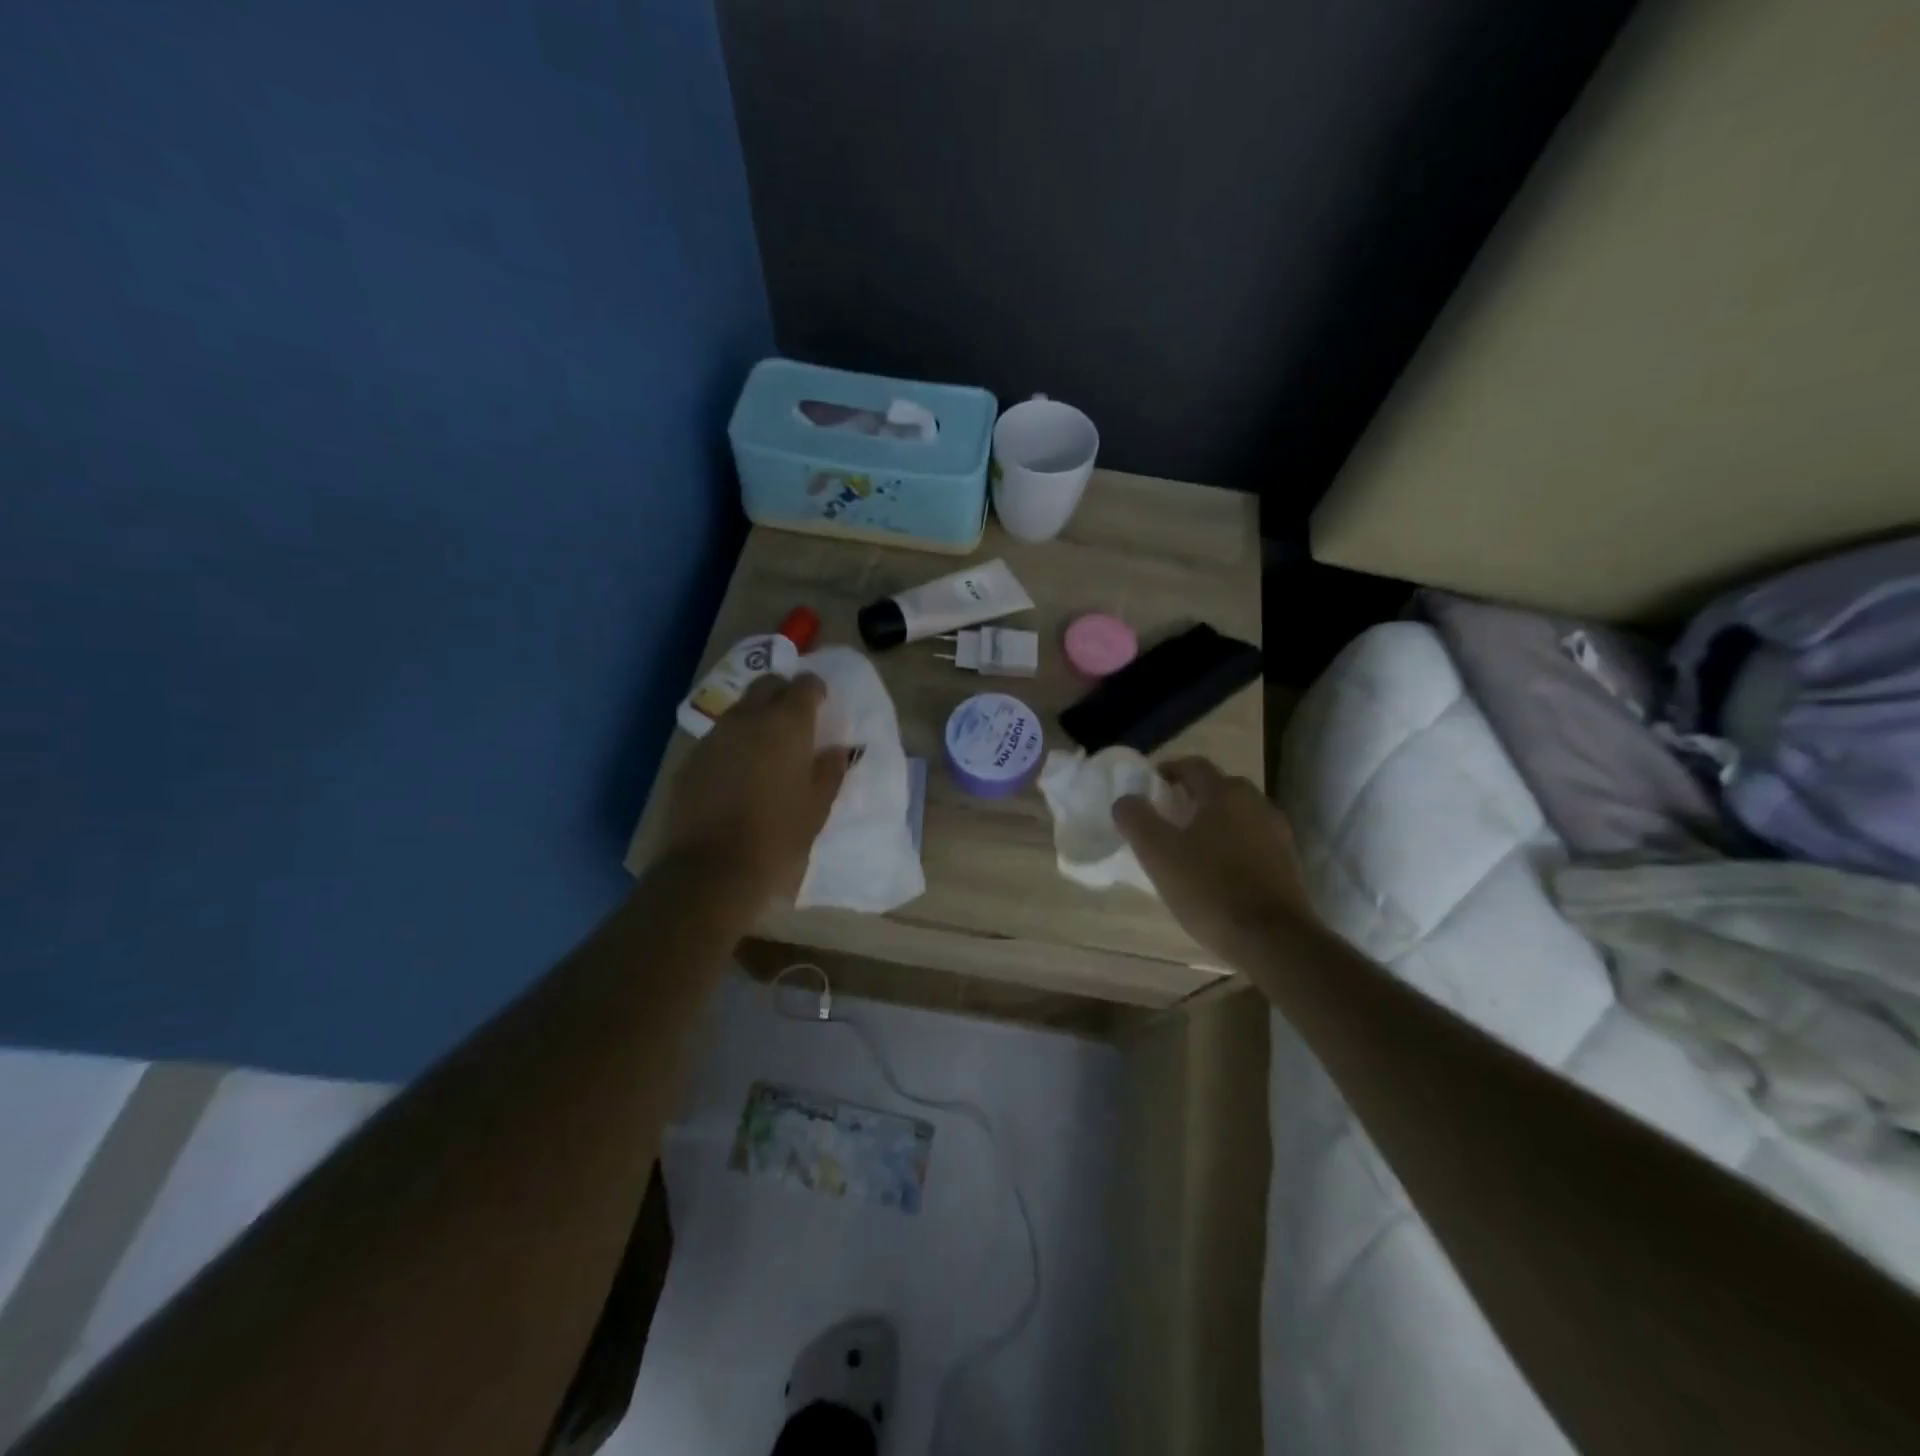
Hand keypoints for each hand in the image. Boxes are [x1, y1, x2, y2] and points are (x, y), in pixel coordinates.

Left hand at [660, 673, 848, 902]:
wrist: (712, 867)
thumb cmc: (778, 836)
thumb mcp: (817, 807)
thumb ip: (829, 771)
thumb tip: (835, 751)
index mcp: (787, 725)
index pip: (804, 685)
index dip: (815, 689)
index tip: (822, 702)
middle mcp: (749, 719)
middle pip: (767, 685)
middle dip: (783, 692)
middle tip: (795, 717)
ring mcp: (715, 736)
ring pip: (740, 709)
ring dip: (757, 717)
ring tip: (767, 746)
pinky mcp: (692, 758)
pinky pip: (719, 737)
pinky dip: (734, 742)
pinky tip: (739, 771)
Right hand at [1115, 757, 1314, 961]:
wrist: (1274, 940)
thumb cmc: (1210, 889)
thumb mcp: (1158, 855)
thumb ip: (1136, 820)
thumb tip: (1126, 800)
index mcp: (1224, 792)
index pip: (1193, 766)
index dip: (1168, 770)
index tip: (1149, 786)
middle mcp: (1256, 802)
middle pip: (1218, 788)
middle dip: (1191, 796)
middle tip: (1166, 817)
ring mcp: (1277, 832)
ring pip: (1237, 815)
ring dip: (1213, 822)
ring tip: (1189, 847)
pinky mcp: (1288, 862)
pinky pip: (1252, 840)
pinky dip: (1232, 845)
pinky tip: (1218, 871)